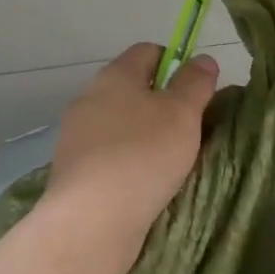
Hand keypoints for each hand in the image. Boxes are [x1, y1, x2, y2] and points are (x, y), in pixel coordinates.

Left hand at [40, 42, 219, 267]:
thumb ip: (195, 82)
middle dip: (161, 104)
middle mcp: (89, 98)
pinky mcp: (71, 171)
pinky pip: (107, 155)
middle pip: (133, 88)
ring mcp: (76, 136)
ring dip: (142, 135)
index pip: (148, 51)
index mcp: (115, 75)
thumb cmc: (143, 155)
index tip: (195, 92)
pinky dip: (126, 162)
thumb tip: (203, 59)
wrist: (91, 221)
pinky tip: (142, 184)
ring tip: (168, 162)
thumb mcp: (183, 113)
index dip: (176, 64)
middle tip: (187, 129)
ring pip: (119, 123)